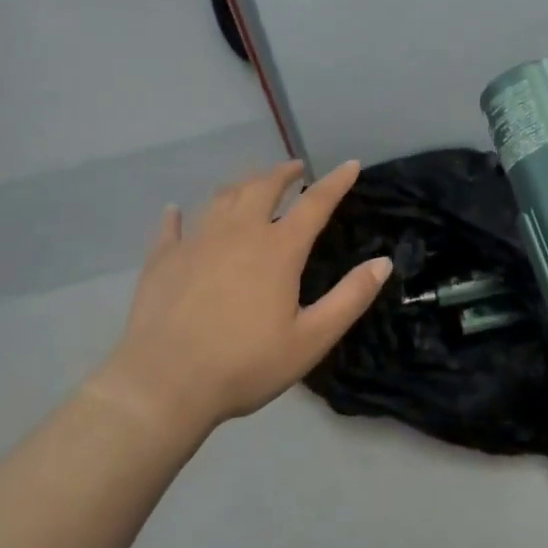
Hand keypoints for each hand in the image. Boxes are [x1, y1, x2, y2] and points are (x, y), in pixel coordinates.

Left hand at [98, 160, 390, 438]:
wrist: (165, 383)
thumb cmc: (245, 364)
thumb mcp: (311, 339)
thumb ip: (350, 298)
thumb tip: (384, 262)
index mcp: (278, 249)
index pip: (315, 204)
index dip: (336, 182)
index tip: (350, 164)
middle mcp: (238, 232)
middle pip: (263, 187)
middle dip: (283, 173)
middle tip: (295, 169)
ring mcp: (197, 241)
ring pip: (222, 198)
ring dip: (242, 184)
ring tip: (252, 182)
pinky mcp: (163, 258)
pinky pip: (173, 226)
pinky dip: (178, 215)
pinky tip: (176, 210)